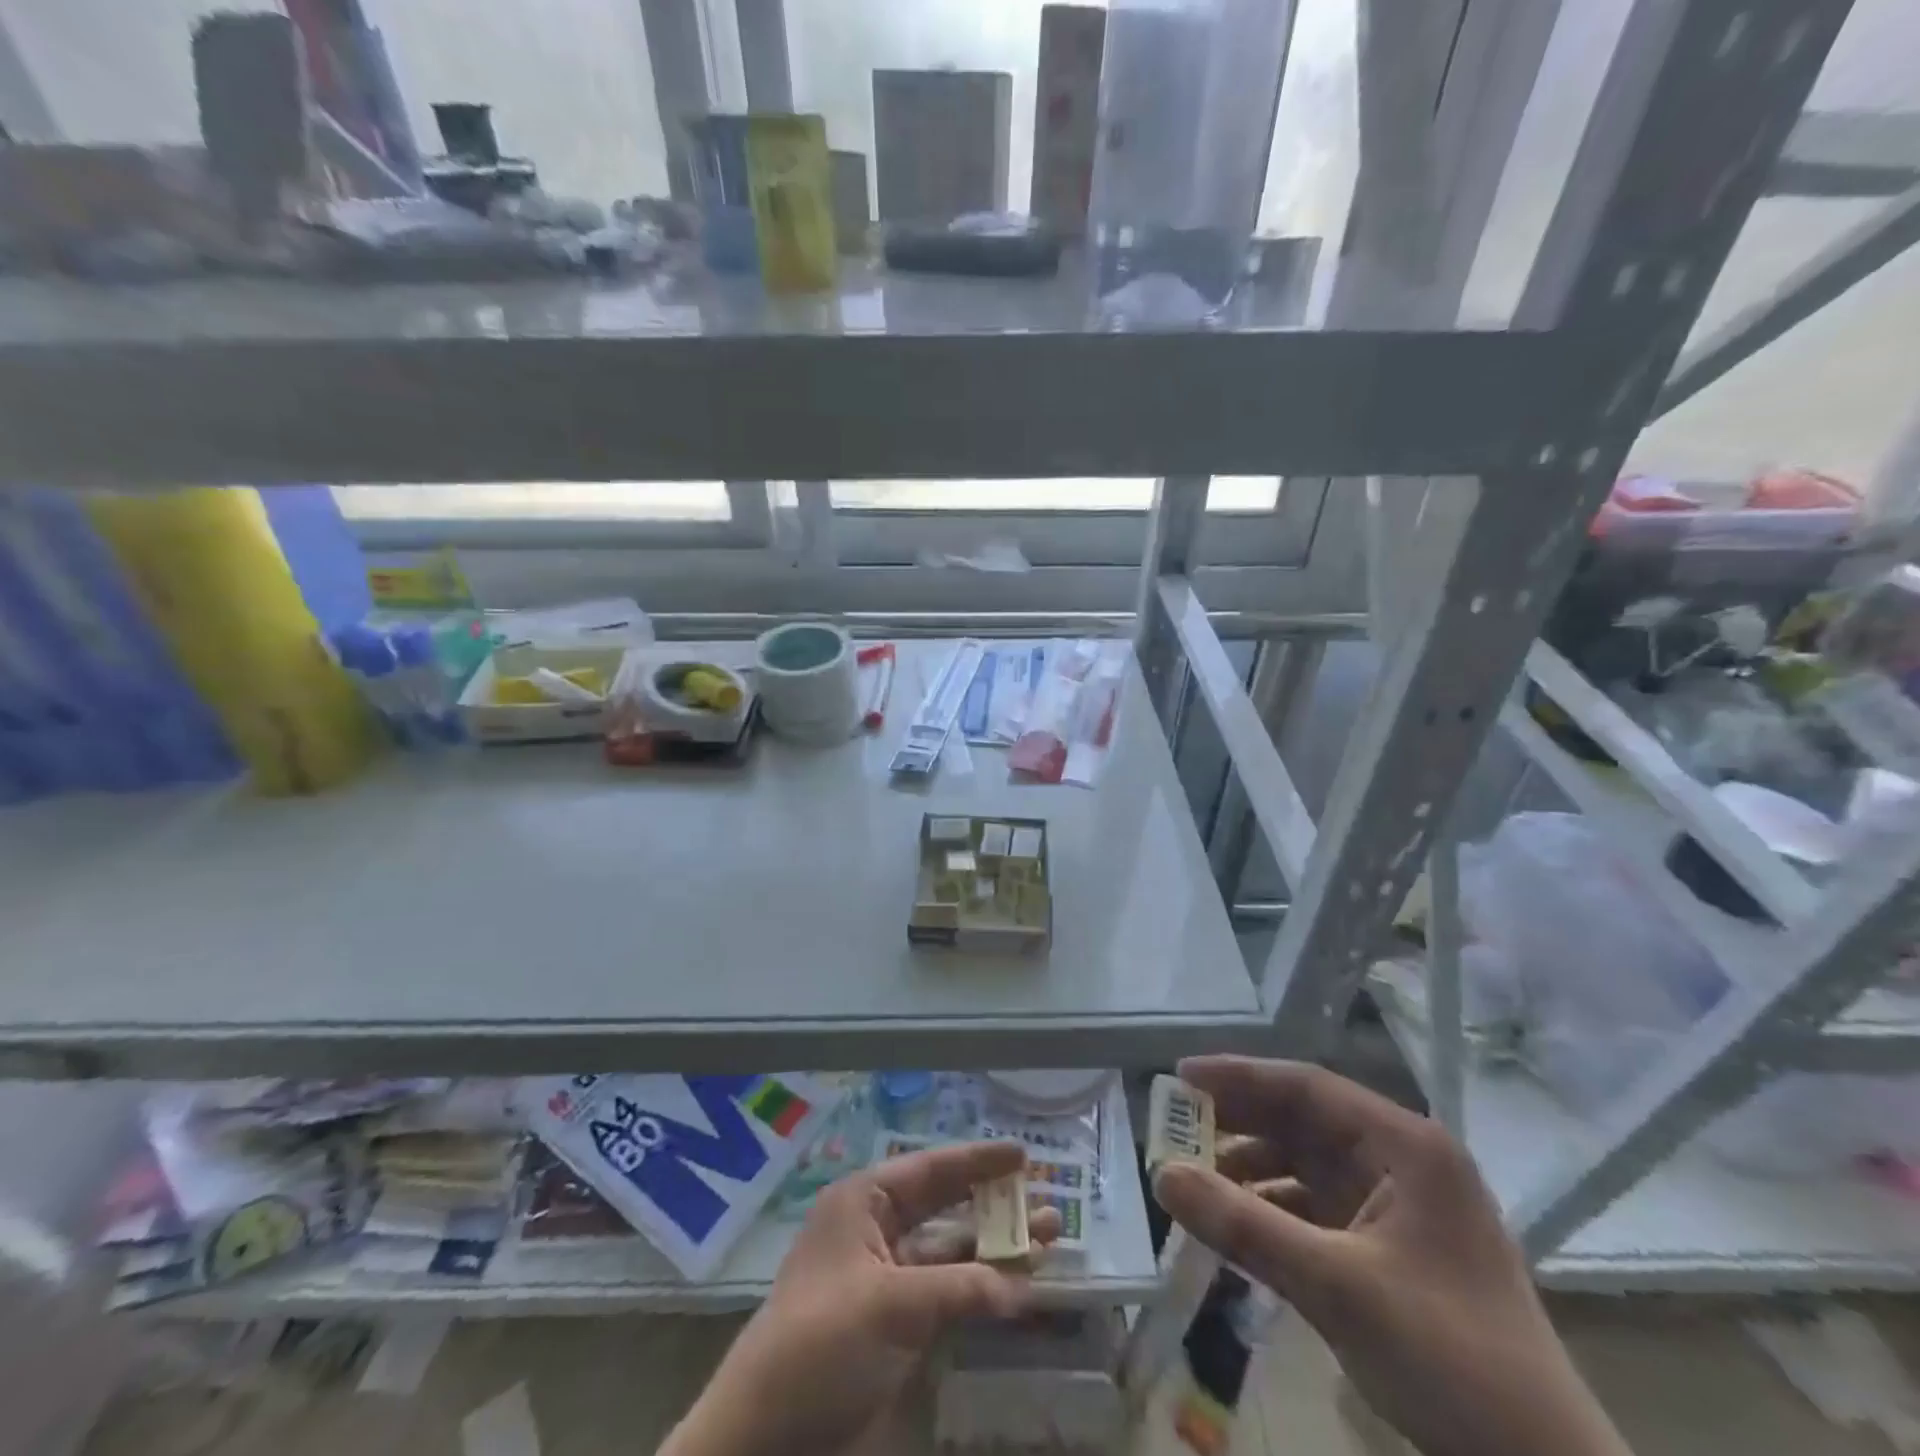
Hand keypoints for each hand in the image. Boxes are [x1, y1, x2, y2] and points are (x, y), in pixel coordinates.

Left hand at [663, 1141, 1058, 1455]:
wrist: (765, 1435)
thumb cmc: (821, 1343)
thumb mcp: (890, 1305)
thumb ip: (960, 1288)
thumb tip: (1022, 1285)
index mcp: (863, 1203)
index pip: (931, 1169)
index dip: (978, 1160)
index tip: (1023, 1153)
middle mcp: (876, 1230)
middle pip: (947, 1207)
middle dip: (996, 1204)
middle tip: (1046, 1200)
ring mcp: (887, 1278)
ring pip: (952, 1252)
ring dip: (996, 1249)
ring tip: (1048, 1241)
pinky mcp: (895, 1323)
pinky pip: (948, 1293)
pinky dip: (981, 1291)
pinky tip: (1018, 1289)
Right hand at [1153, 1057, 1627, 1455]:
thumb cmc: (1449, 1360)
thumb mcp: (1336, 1286)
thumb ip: (1244, 1225)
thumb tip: (1162, 1174)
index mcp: (1405, 1146)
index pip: (1307, 1087)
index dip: (1239, 1076)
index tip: (1180, 1076)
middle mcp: (1402, 1162)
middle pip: (1304, 1121)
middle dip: (1239, 1122)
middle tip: (1176, 1124)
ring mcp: (1399, 1206)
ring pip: (1306, 1164)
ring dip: (1251, 1169)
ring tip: (1195, 1178)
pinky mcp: (1391, 1248)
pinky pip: (1317, 1207)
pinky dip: (1273, 1210)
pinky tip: (1236, 1225)